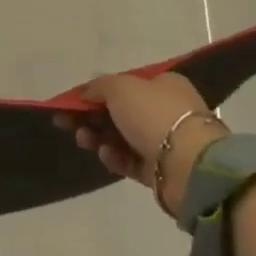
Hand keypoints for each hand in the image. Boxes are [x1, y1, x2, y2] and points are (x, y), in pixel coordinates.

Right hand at [57, 72, 228, 215]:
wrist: (188, 165)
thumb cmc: (154, 115)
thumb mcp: (121, 87)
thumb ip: (99, 86)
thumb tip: (85, 92)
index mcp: (163, 85)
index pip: (124, 85)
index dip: (96, 92)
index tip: (72, 102)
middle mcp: (166, 111)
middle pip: (119, 112)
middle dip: (91, 117)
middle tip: (66, 123)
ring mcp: (164, 142)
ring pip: (121, 137)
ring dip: (98, 137)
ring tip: (84, 140)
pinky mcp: (159, 170)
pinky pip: (129, 161)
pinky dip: (115, 158)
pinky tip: (106, 155)